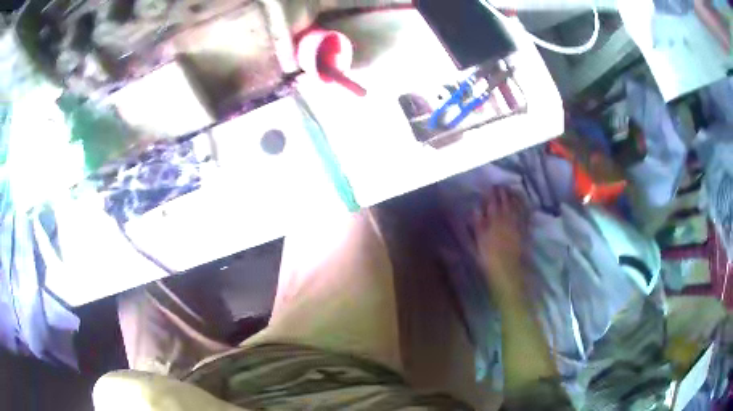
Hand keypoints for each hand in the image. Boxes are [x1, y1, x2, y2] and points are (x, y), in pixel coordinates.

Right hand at [473, 186, 527, 289]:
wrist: (509, 271)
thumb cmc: (489, 259)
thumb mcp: (478, 243)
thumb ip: (477, 225)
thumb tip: (475, 210)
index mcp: (493, 221)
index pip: (492, 202)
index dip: (491, 194)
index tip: (489, 187)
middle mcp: (506, 219)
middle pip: (505, 202)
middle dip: (503, 192)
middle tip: (500, 186)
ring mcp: (518, 223)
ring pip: (517, 205)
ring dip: (514, 196)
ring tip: (512, 190)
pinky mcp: (526, 230)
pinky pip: (526, 214)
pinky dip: (524, 207)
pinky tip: (524, 203)